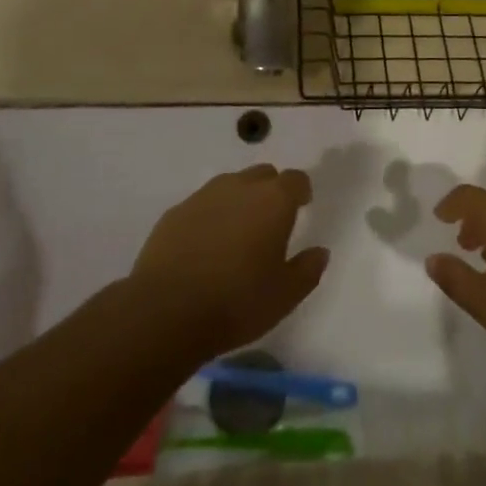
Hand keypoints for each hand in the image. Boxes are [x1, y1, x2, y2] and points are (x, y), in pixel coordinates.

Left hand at [130, 166, 328, 358]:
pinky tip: (204, 246)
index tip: (302, 207)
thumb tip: (320, 251)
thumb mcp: (285, 295)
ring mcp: (204, 196)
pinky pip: (202, 204)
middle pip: (263, 175)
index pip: (295, 179)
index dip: (301, 191)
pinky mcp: (175, 212)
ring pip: (230, 186)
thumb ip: (308, 269)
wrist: (165, 311)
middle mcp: (240, 186)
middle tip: (270, 222)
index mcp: (273, 200)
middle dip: (270, 191)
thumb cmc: (236, 302)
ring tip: (236, 234)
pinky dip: (210, 217)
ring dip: (239, 201)